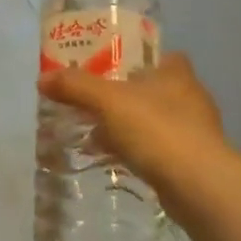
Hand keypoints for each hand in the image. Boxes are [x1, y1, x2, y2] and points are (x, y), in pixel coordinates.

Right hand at [38, 53, 229, 194]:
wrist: (198, 185)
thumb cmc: (157, 129)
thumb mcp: (107, 101)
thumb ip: (75, 87)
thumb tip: (42, 79)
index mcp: (177, 73)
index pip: (161, 55)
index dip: (137, 59)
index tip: (110, 66)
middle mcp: (190, 97)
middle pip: (153, 89)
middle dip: (125, 96)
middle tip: (93, 101)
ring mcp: (195, 131)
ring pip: (154, 121)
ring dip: (128, 126)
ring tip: (95, 133)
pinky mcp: (192, 161)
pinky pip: (157, 149)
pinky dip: (136, 150)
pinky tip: (113, 159)